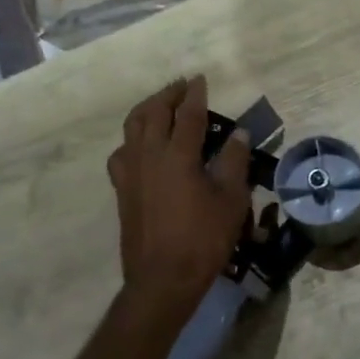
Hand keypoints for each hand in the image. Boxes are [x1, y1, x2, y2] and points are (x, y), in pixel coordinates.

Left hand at [108, 76, 252, 331]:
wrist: (162, 279)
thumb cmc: (203, 239)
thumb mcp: (231, 200)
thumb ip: (234, 161)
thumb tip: (237, 133)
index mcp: (178, 155)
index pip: (188, 114)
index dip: (195, 94)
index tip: (200, 79)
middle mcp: (149, 156)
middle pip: (153, 113)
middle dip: (168, 95)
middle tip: (181, 86)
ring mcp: (131, 172)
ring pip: (132, 127)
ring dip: (146, 110)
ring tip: (160, 106)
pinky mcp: (122, 190)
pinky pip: (122, 152)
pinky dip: (132, 139)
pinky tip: (140, 146)